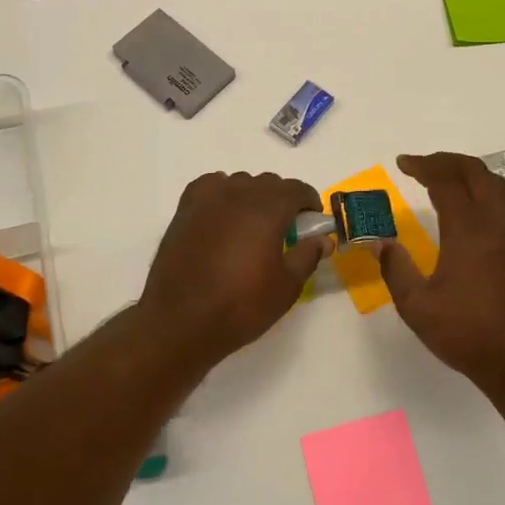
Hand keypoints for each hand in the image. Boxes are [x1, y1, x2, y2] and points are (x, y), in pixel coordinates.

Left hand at [138, 170, 330, 360]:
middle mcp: (239, 194)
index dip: (309, 201)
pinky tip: (223, 215)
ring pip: (239, 183)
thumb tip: (324, 239)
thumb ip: (307, 255)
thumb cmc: (240, 306)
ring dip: (253, 197)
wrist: (180, 321)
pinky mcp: (185, 209)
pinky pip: (210, 186)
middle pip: (268, 183)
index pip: (296, 189)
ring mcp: (208, 199)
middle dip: (282, 200)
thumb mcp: (286, 287)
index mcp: (268, 209)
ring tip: (252, 226)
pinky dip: (222, 193)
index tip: (312, 221)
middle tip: (285, 229)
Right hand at [378, 152, 504, 384]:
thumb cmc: (468, 333)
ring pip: (500, 186)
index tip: (403, 164)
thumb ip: (396, 270)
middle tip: (424, 165)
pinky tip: (490, 210)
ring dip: (474, 175)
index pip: (444, 181)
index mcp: (468, 228)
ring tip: (454, 180)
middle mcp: (497, 221)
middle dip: (447, 162)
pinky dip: (498, 195)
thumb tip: (381, 243)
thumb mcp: (417, 307)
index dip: (422, 166)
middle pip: (476, 173)